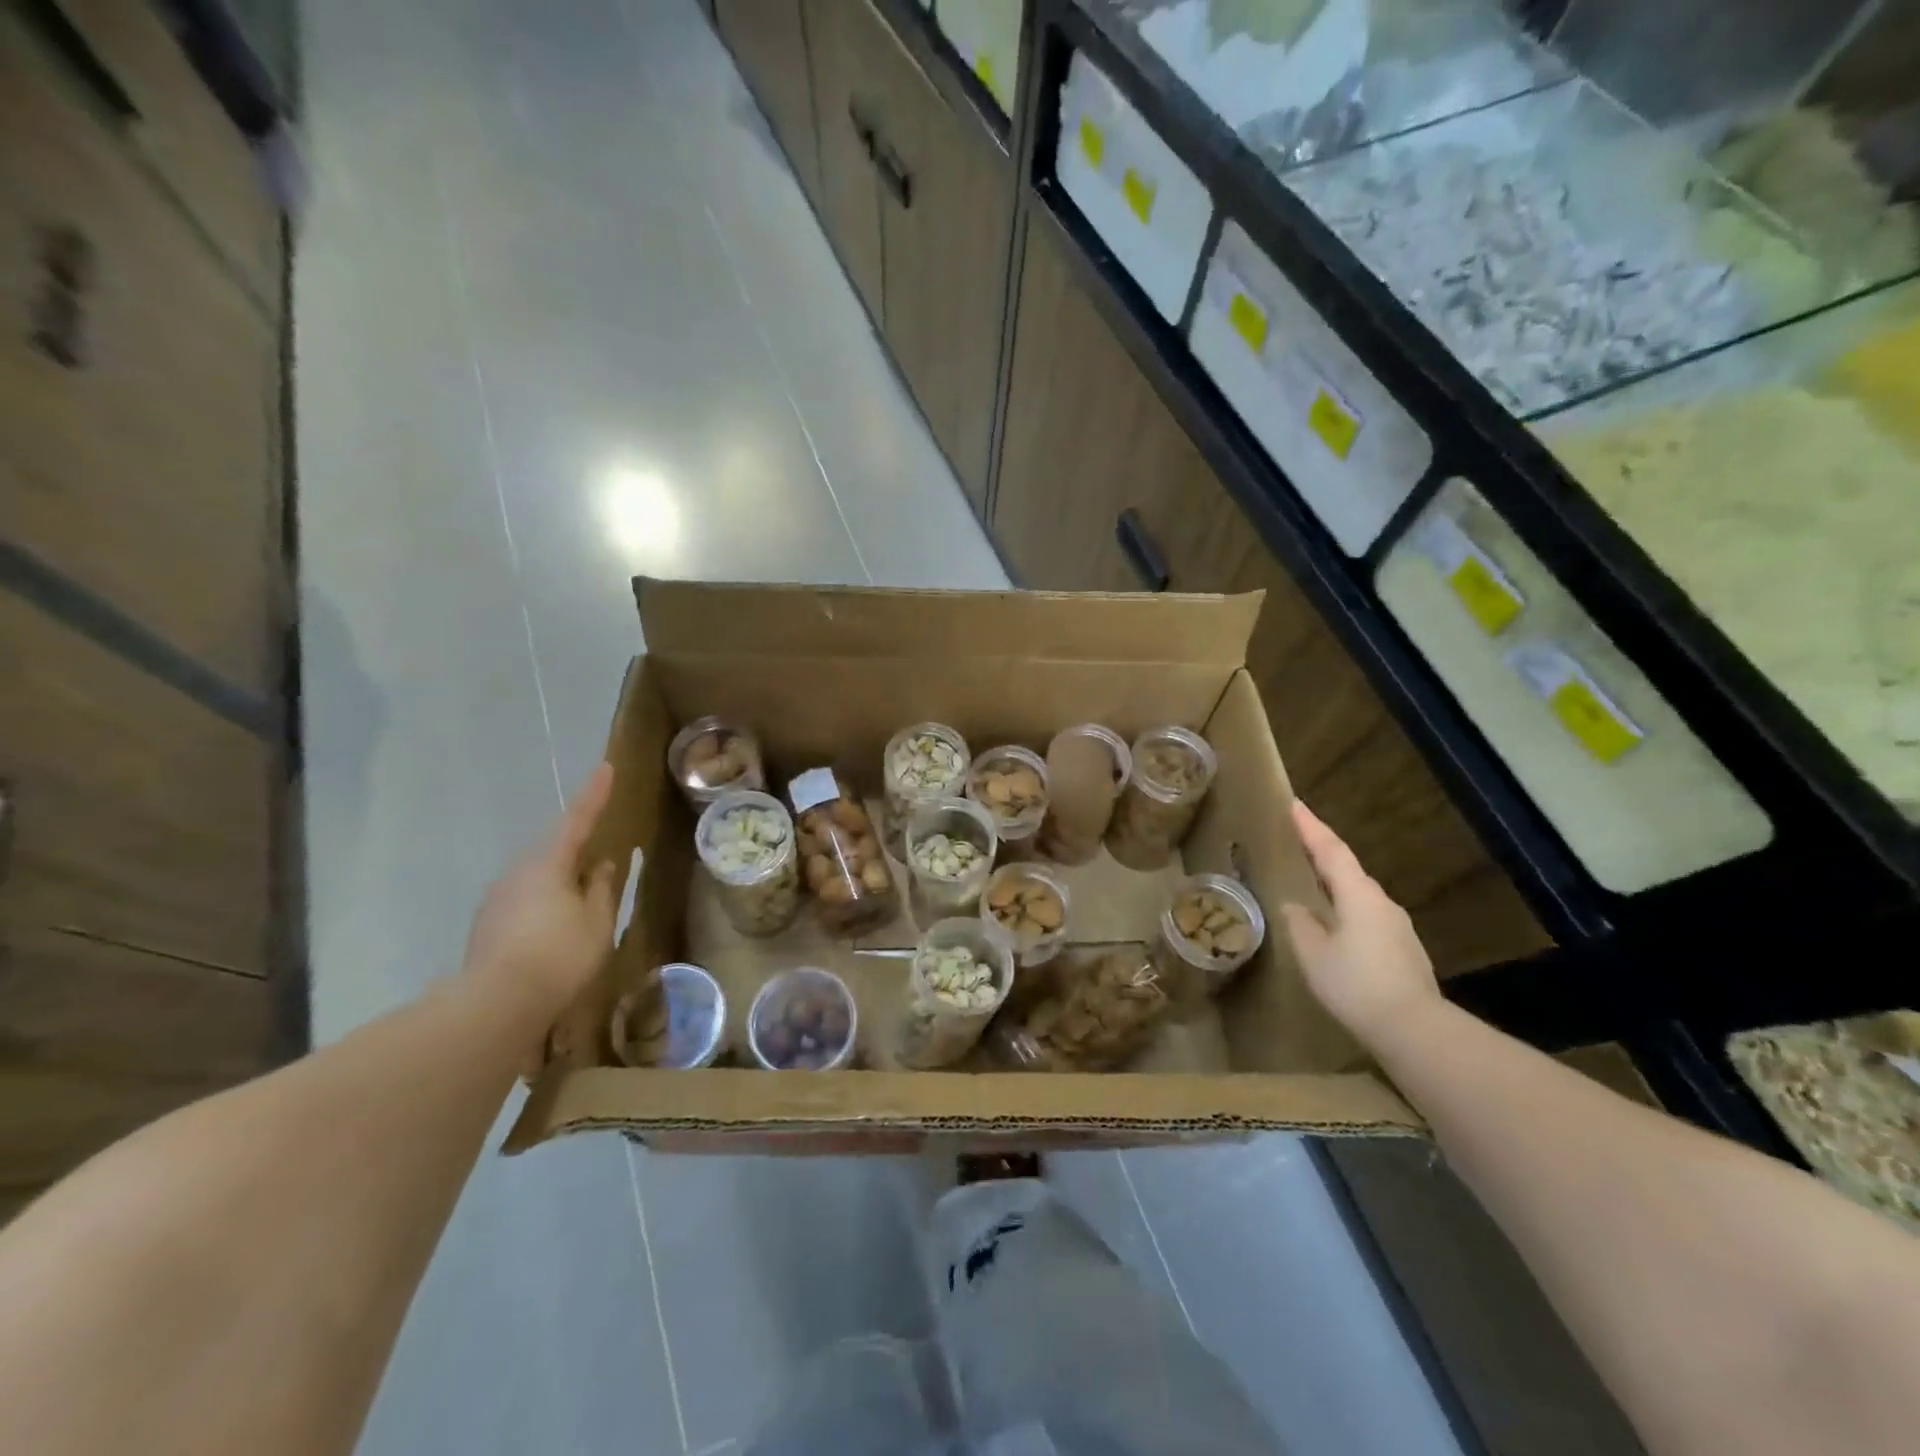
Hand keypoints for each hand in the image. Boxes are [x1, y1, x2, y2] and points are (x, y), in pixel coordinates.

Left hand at [463, 764, 625, 1022]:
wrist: (493, 1006)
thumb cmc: (558, 956)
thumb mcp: (596, 922)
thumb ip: (602, 889)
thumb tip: (603, 865)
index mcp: (548, 863)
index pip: (577, 819)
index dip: (594, 794)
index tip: (606, 767)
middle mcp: (518, 872)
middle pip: (553, 848)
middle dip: (577, 845)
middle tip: (601, 848)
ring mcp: (498, 898)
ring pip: (538, 875)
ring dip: (561, 878)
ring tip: (584, 895)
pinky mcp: (488, 924)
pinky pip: (526, 899)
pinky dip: (546, 901)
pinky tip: (557, 925)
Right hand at [1281, 799, 1439, 1046]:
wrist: (1415, 1030)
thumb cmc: (1356, 985)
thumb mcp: (1313, 954)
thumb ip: (1299, 924)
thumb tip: (1293, 906)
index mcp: (1358, 895)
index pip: (1331, 850)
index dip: (1310, 826)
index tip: (1294, 803)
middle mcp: (1381, 902)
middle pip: (1347, 868)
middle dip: (1321, 851)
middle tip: (1297, 839)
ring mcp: (1396, 926)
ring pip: (1358, 893)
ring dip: (1334, 881)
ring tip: (1310, 881)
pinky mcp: (1402, 949)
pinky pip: (1366, 916)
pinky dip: (1345, 907)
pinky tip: (1333, 923)